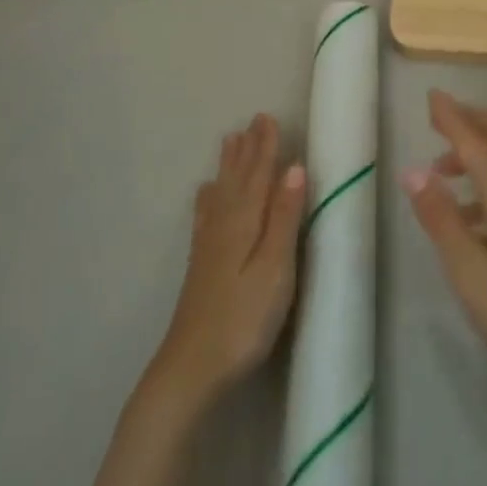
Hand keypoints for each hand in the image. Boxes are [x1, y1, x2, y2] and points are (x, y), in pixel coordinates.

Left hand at [148, 114, 306, 412]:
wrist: (192, 368)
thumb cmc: (243, 319)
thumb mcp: (275, 268)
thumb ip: (284, 217)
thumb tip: (295, 166)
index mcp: (245, 222)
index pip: (259, 175)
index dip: (266, 147)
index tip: (268, 117)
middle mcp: (224, 225)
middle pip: (238, 179)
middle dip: (247, 149)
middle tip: (252, 120)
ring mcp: (209, 245)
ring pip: (222, 192)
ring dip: (229, 166)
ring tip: (230, 141)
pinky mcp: (201, 265)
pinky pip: (206, 215)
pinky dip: (209, 197)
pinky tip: (206, 194)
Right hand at [405, 91, 486, 400]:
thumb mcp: (470, 271)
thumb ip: (440, 217)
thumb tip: (412, 169)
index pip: (472, 137)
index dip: (449, 114)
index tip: (430, 94)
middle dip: (470, 119)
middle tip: (438, 121)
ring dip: (479, 149)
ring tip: (443, 172)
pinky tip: (472, 215)